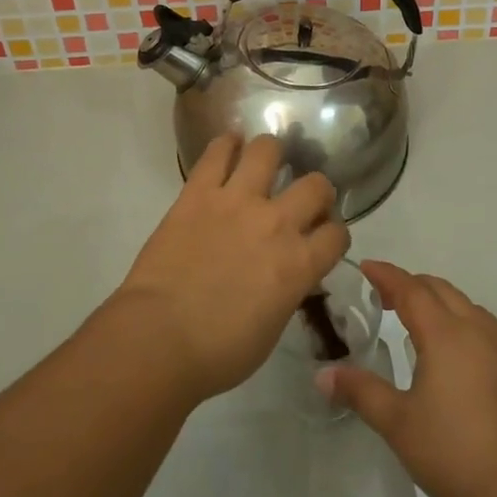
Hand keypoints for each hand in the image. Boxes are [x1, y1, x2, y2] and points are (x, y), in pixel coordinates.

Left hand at [113, 134, 348, 403]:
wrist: (159, 338)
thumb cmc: (218, 352)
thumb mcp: (272, 327)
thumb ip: (288, 290)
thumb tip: (286, 275)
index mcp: (299, 264)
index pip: (338, 233)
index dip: (334, 234)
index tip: (322, 237)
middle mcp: (276, 223)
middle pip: (316, 185)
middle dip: (316, 191)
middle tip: (300, 200)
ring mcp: (237, 201)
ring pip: (268, 150)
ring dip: (271, 154)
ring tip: (264, 162)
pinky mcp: (199, 192)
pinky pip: (217, 152)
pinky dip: (226, 144)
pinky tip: (229, 146)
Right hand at [319, 261, 496, 496]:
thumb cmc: (455, 453)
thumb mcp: (398, 423)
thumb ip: (361, 392)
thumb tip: (322, 374)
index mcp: (445, 333)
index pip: (411, 289)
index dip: (386, 275)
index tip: (365, 267)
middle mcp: (475, 330)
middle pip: (439, 289)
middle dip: (409, 284)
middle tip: (380, 295)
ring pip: (463, 304)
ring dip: (435, 299)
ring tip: (410, 316)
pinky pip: (478, 324)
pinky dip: (454, 318)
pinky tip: (444, 348)